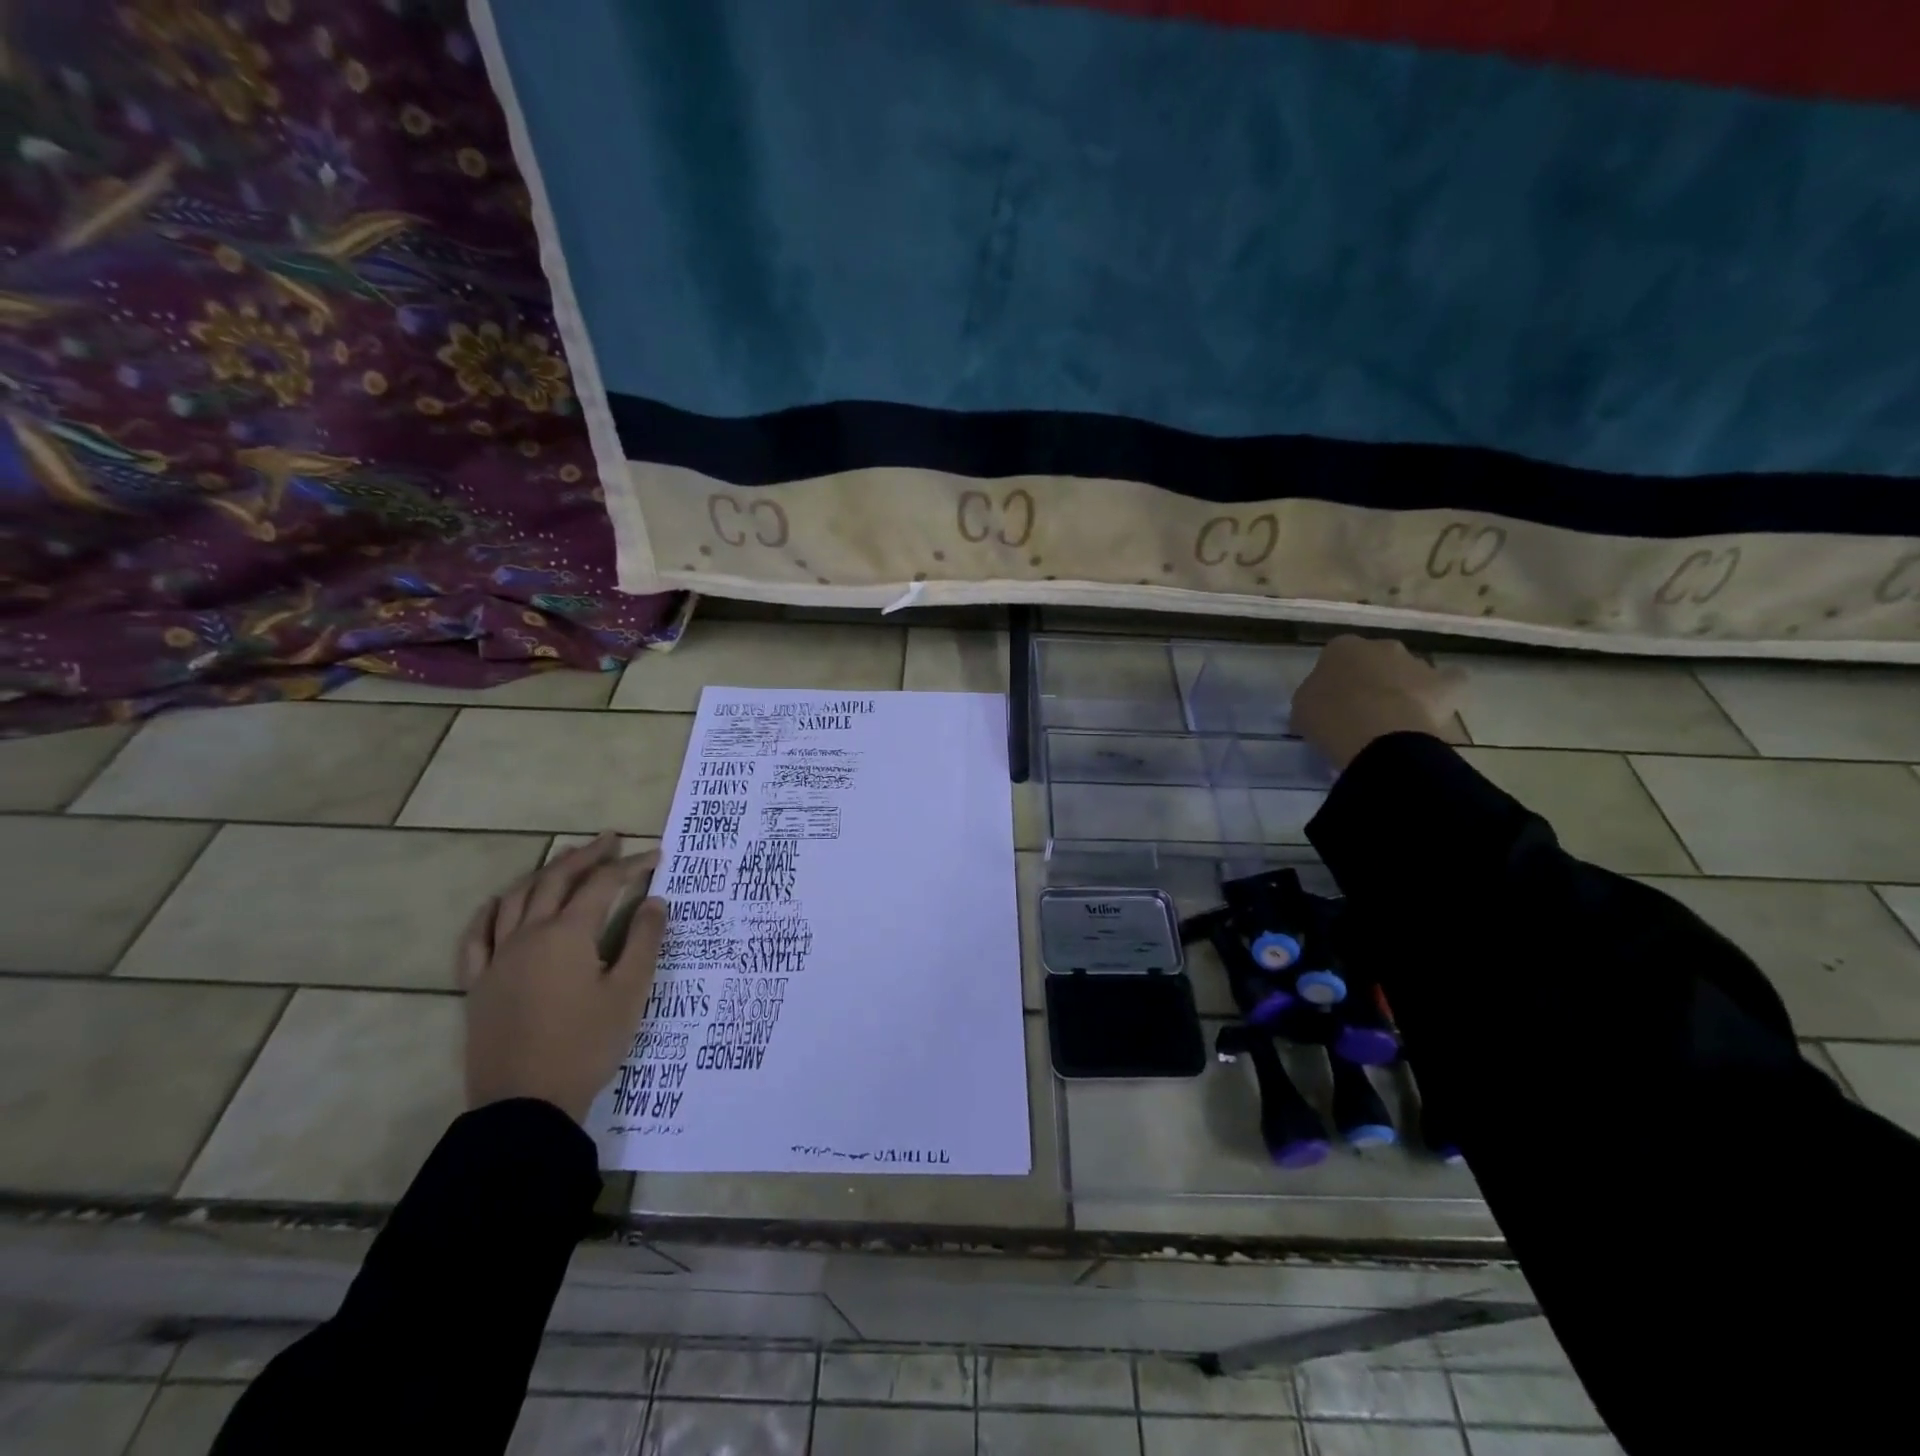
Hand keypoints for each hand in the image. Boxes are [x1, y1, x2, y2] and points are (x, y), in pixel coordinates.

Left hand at [456, 833, 666, 1123]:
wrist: (525, 1104)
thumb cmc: (586, 1045)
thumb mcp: (629, 993)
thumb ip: (643, 941)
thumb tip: (655, 901)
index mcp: (567, 935)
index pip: (602, 885)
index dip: (630, 866)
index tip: (654, 856)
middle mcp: (528, 935)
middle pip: (556, 880)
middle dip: (586, 856)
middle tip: (610, 840)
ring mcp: (498, 958)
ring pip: (516, 898)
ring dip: (544, 873)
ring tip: (565, 861)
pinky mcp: (478, 984)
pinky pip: (476, 937)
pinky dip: (490, 912)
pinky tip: (500, 903)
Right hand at [1291, 635, 1462, 769]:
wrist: (1375, 734)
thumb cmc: (1328, 717)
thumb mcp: (1302, 706)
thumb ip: (1315, 695)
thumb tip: (1324, 700)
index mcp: (1342, 647)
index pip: (1337, 657)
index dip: (1335, 679)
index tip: (1332, 701)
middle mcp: (1382, 646)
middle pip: (1377, 659)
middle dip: (1373, 678)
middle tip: (1363, 709)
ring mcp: (1417, 663)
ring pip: (1410, 671)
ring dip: (1404, 687)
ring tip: (1395, 720)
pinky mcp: (1446, 684)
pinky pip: (1450, 682)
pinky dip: (1445, 692)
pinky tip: (1435, 708)